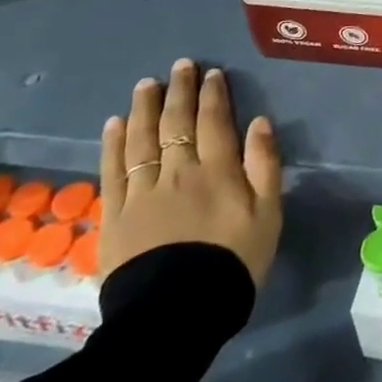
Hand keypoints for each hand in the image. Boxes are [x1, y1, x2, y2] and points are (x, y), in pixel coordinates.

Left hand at [99, 59, 282, 288]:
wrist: (175, 315)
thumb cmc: (232, 263)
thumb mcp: (268, 216)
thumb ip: (265, 166)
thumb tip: (259, 122)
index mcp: (217, 171)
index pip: (214, 121)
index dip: (213, 95)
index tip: (212, 74)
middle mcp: (177, 172)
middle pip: (176, 122)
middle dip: (180, 91)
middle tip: (180, 66)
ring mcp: (142, 192)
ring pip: (142, 139)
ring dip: (145, 108)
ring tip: (146, 85)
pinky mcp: (115, 215)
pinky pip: (113, 170)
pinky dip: (114, 143)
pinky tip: (115, 124)